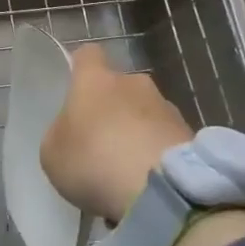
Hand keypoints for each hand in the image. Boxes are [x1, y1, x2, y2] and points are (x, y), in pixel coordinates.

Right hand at [39, 45, 192, 224]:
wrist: (161, 191)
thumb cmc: (95, 162)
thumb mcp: (53, 153)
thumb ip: (61, 133)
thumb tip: (74, 130)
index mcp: (96, 80)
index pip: (87, 54)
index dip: (80, 68)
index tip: (74, 89)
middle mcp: (134, 83)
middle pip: (119, 86)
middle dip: (112, 107)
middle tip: (100, 141)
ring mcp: (167, 107)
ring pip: (145, 112)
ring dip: (137, 131)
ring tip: (128, 169)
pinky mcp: (191, 134)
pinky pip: (165, 138)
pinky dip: (157, 153)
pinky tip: (149, 182)